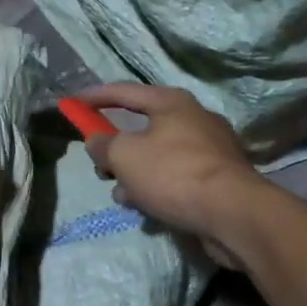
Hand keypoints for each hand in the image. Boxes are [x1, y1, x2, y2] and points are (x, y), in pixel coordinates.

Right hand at [82, 84, 262, 262]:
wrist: (234, 214)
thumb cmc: (175, 174)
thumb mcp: (125, 156)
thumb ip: (104, 145)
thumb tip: (97, 141)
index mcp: (172, 102)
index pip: (124, 91)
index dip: (95, 97)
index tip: (72, 104)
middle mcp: (194, 118)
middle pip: (143, 127)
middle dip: (117, 150)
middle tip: (102, 169)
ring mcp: (211, 149)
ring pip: (159, 156)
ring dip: (136, 175)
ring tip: (125, 197)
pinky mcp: (219, 178)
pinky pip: (177, 177)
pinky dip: (159, 188)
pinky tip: (149, 210)